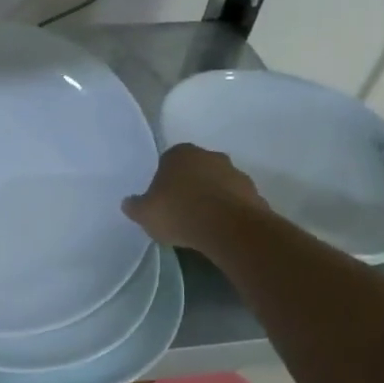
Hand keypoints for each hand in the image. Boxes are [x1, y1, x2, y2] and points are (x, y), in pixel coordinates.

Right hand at [122, 144, 266, 249]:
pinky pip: (235, 201)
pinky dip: (229, 211)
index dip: (164, 180)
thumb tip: (128, 203)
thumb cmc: (179, 212)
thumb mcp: (145, 213)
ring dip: (211, 198)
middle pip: (196, 170)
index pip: (168, 161)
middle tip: (180, 210)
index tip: (161, 200)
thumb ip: (135, 206)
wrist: (228, 228)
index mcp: (181, 153)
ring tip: (201, 223)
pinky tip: (220, 229)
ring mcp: (236, 173)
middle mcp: (210, 155)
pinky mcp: (254, 193)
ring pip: (218, 184)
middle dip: (190, 185)